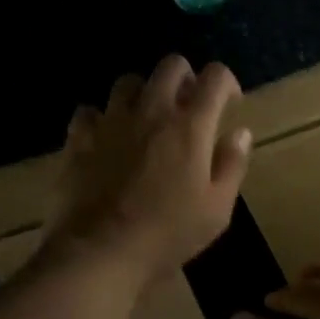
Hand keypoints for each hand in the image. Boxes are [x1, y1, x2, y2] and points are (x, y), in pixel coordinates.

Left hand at [38, 55, 252, 290]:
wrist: (100, 252)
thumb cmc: (167, 234)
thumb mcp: (216, 209)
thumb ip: (232, 165)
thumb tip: (240, 132)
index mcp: (190, 126)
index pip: (215, 77)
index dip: (226, 83)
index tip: (229, 104)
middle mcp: (151, 111)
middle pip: (171, 66)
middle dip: (186, 78)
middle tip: (188, 106)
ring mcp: (111, 121)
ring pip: (128, 82)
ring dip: (143, 93)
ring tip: (146, 119)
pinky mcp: (79, 139)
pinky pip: (89, 112)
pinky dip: (101, 119)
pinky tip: (106, 140)